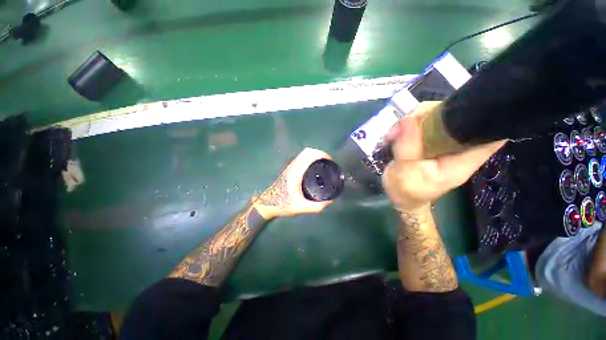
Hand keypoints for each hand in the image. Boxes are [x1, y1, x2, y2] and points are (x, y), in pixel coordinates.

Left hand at [254, 147, 333, 218]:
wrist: (267, 204)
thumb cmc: (282, 204)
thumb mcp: (300, 208)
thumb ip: (316, 206)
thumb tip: (330, 201)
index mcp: (295, 173)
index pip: (309, 155)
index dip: (321, 154)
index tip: (330, 161)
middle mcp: (293, 166)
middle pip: (307, 151)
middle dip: (320, 153)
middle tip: (329, 163)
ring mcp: (290, 167)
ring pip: (304, 154)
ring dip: (315, 155)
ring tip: (324, 164)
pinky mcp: (290, 169)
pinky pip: (302, 158)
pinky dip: (310, 158)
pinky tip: (315, 168)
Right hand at [382, 101, 506, 212]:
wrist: (401, 198)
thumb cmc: (406, 191)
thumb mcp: (405, 172)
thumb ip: (408, 146)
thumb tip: (407, 119)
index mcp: (462, 160)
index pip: (490, 134)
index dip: (486, 115)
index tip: (464, 103)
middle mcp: (457, 148)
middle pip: (456, 118)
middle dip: (429, 114)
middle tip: (402, 124)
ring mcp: (442, 144)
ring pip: (436, 118)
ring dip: (412, 120)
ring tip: (392, 134)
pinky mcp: (429, 142)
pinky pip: (422, 125)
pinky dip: (407, 125)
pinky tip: (394, 134)